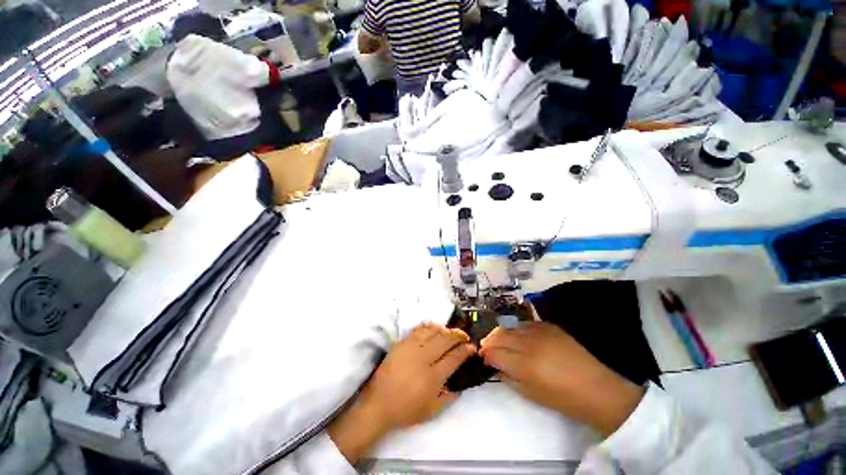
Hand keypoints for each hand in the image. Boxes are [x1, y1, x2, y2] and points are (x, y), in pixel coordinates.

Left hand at [329, 323, 474, 463]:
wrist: (378, 404)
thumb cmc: (405, 410)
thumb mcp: (431, 411)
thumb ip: (448, 398)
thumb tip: (460, 386)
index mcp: (433, 377)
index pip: (454, 358)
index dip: (465, 351)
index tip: (472, 347)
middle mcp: (424, 359)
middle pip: (445, 340)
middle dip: (458, 336)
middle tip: (464, 336)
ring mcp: (411, 349)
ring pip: (432, 332)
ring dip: (445, 329)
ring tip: (450, 331)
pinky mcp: (401, 344)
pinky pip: (418, 330)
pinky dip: (428, 327)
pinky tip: (434, 328)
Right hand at [480, 321, 643, 437]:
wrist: (599, 388)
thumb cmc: (564, 399)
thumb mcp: (532, 395)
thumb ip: (509, 378)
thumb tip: (495, 366)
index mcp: (524, 365)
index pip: (494, 353)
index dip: (486, 355)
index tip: (484, 357)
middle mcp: (529, 343)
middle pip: (499, 335)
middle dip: (489, 341)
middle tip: (487, 347)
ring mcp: (539, 331)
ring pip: (510, 326)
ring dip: (501, 333)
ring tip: (500, 340)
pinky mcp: (549, 326)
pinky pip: (525, 324)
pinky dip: (517, 329)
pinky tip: (519, 336)